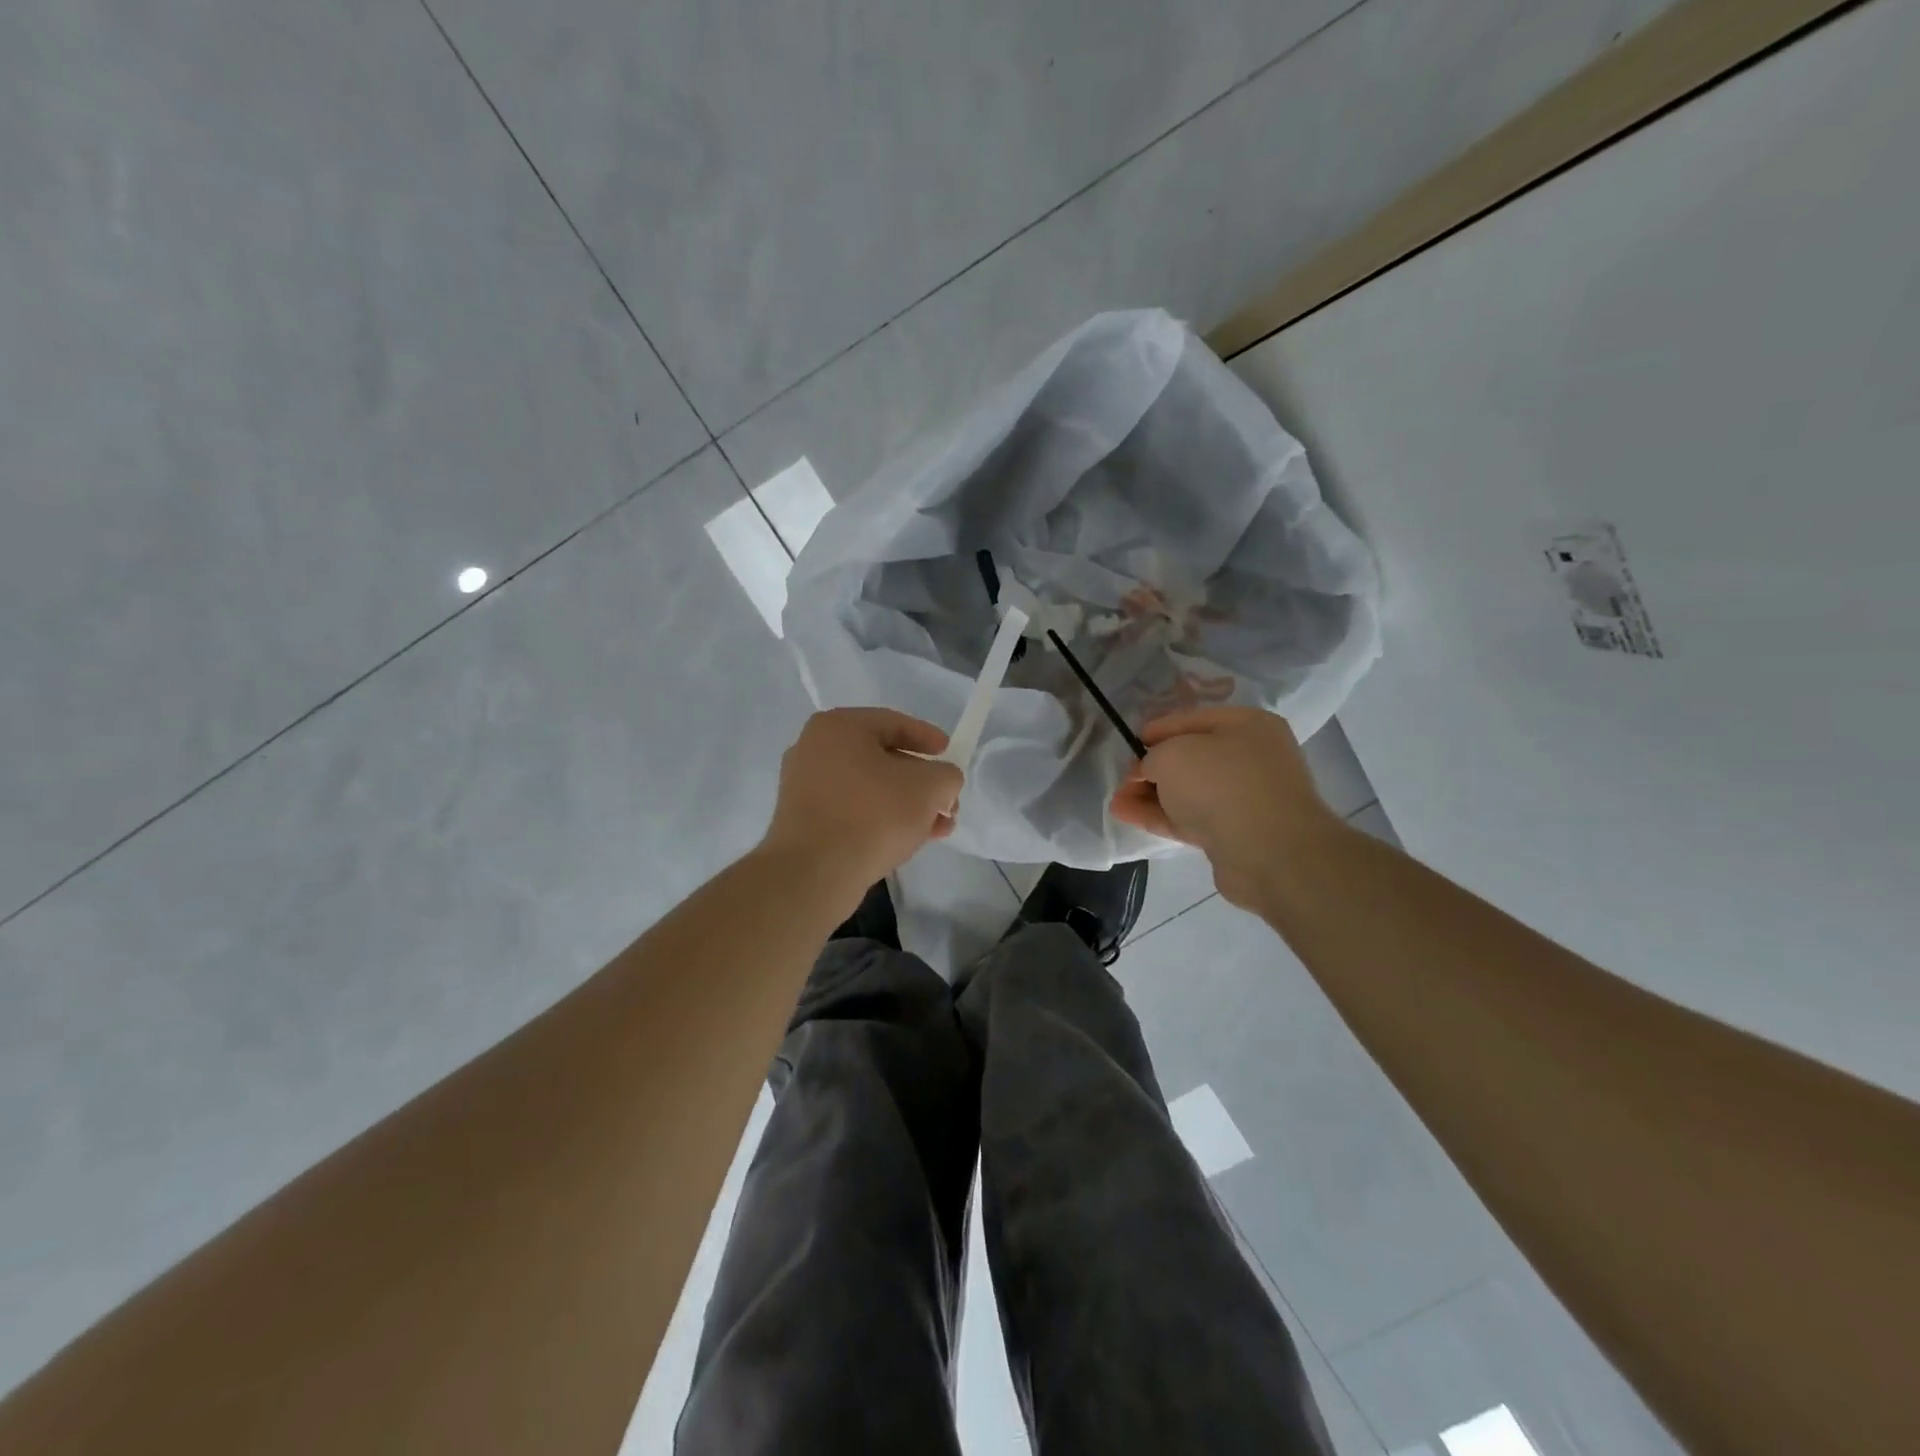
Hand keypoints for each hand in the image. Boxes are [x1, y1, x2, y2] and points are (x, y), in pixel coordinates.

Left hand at [760, 708, 963, 901]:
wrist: (814, 873)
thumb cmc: (873, 815)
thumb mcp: (928, 788)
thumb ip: (946, 775)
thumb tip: (942, 781)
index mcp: (838, 726)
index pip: (893, 722)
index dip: (928, 738)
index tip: (949, 753)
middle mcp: (814, 748)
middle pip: (881, 757)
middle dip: (921, 781)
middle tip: (947, 800)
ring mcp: (803, 785)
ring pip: (868, 787)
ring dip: (906, 804)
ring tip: (938, 827)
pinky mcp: (802, 820)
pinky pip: (851, 809)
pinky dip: (880, 818)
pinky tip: (908, 840)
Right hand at [1110, 705, 1343, 908]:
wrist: (1269, 852)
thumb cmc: (1222, 784)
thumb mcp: (1173, 754)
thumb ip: (1153, 757)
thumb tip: (1150, 770)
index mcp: (1247, 725)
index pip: (1191, 720)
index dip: (1156, 731)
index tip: (1129, 745)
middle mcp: (1252, 758)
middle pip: (1190, 759)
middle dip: (1151, 769)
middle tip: (1122, 779)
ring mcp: (1245, 798)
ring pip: (1188, 792)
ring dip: (1151, 795)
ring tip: (1116, 801)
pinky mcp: (1235, 834)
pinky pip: (1191, 818)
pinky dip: (1161, 816)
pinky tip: (1127, 815)